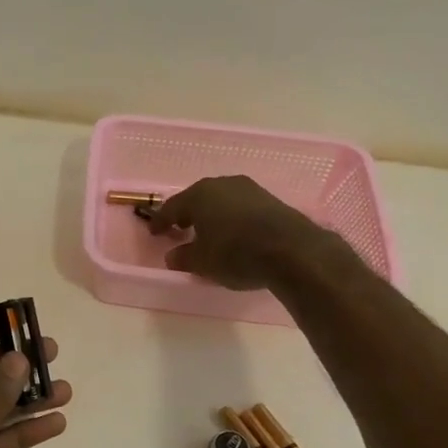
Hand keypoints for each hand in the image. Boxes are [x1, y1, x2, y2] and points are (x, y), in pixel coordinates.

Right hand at [148, 175, 344, 289]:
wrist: (293, 251)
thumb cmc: (236, 253)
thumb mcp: (202, 262)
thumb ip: (184, 257)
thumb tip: (173, 255)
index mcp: (199, 195)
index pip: (172, 207)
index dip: (161, 221)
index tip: (155, 233)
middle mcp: (223, 185)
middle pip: (198, 199)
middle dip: (187, 214)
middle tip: (180, 229)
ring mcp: (250, 190)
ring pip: (222, 201)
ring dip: (212, 215)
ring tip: (208, 233)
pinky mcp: (271, 200)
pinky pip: (241, 207)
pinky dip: (232, 218)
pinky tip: (233, 233)